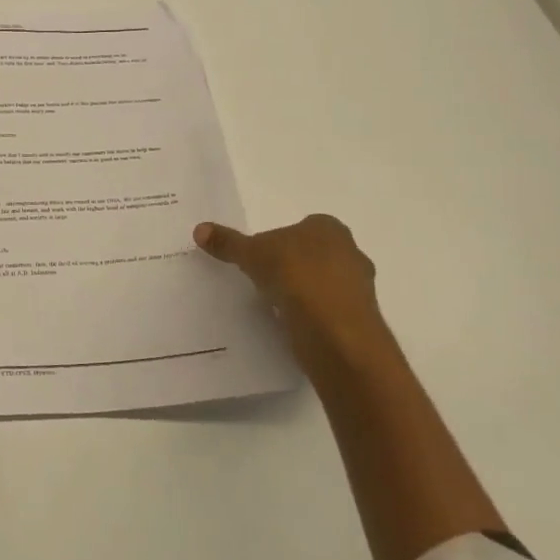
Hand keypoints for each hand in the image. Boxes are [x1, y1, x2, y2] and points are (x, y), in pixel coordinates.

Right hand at [193, 214, 390, 366]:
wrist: (335, 331)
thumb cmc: (295, 276)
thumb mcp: (252, 254)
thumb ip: (228, 243)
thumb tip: (199, 229)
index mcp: (329, 228)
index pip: (302, 227)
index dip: (280, 241)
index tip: (261, 257)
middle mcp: (351, 252)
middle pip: (315, 255)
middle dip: (294, 265)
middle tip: (265, 279)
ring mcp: (360, 288)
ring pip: (324, 284)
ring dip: (304, 292)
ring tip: (276, 304)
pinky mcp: (359, 320)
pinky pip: (329, 311)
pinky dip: (312, 316)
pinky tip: (292, 324)